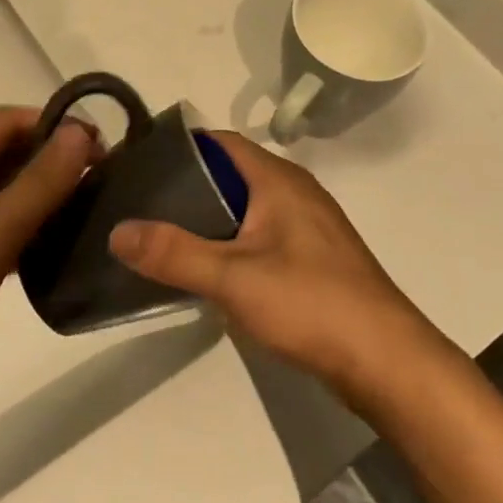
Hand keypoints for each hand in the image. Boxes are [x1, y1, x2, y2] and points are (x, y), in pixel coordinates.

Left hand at [0, 107, 95, 411]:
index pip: (6, 121)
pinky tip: (54, 251)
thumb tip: (80, 131)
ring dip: (41, 196)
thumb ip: (42, 180)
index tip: (96, 146)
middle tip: (99, 179)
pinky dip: (26, 232)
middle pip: (5, 155)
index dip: (52, 123)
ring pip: (2, 195)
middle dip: (51, 159)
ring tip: (86, 212)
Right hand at [108, 134, 440, 399]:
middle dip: (188, 186)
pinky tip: (209, 269)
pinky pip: (262, 235)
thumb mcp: (233, 278)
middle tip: (140, 203)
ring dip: (210, 217)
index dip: (180, 147)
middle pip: (232, 173)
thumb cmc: (311, 303)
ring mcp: (309, 226)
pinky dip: (232, 242)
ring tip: (163, 235)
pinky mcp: (314, 258)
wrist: (385, 360)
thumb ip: (174, 253)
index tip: (138, 162)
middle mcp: (296, 192)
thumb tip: (117, 231)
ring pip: (247, 207)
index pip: (221, 142)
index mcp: (278, 180)